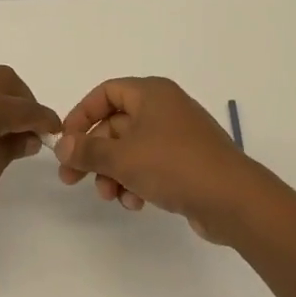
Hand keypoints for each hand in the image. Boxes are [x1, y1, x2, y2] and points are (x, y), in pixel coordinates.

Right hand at [55, 77, 267, 240]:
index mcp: (151, 93)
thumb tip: (61, 145)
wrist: (234, 199)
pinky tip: (135, 203)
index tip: (65, 142)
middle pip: (115, 124)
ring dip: (114, 173)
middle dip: (95, 154)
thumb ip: (87, 150)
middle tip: (73, 179)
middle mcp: (165, 108)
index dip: (81, 115)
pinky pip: (151, 165)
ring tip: (111, 196)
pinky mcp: (187, 162)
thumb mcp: (122, 157)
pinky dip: (137, 181)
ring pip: (131, 149)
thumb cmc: (173, 165)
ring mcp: (178, 136)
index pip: (105, 93)